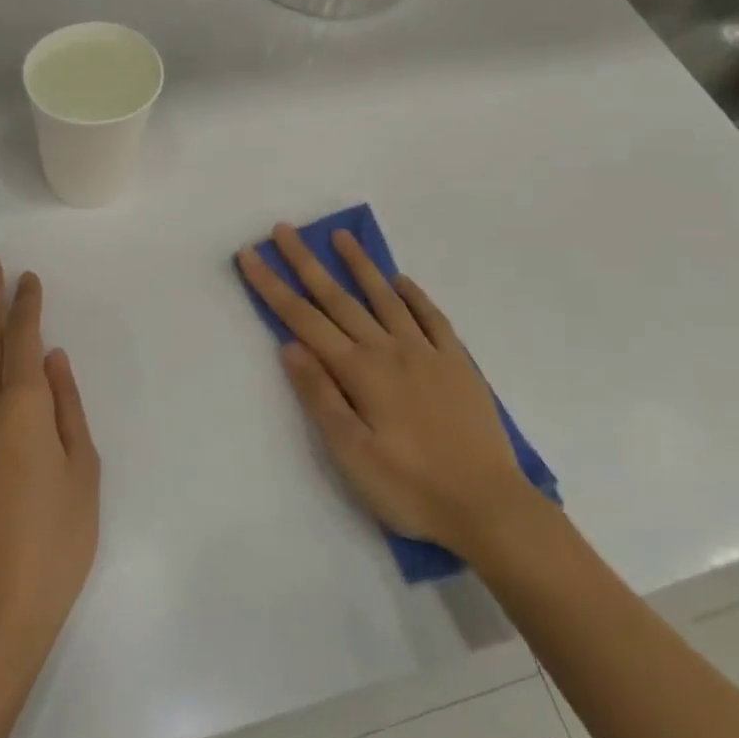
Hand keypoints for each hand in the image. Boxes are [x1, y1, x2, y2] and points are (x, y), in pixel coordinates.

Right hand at [237, 225, 539, 556]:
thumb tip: (289, 345)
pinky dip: (414, 295)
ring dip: (359, 265)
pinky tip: (401, 281)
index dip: (273, 286)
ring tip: (340, 236)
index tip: (250, 255)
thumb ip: (320, 395)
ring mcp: (426, 352)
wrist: (489, 507)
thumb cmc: (410, 488)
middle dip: (306, 262)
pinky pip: (432, 317)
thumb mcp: (351, 453)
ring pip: (385, 297)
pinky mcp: (457, 364)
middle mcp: (389, 349)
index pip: (304, 319)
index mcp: (359, 371)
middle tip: (284, 230)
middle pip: (338, 298)